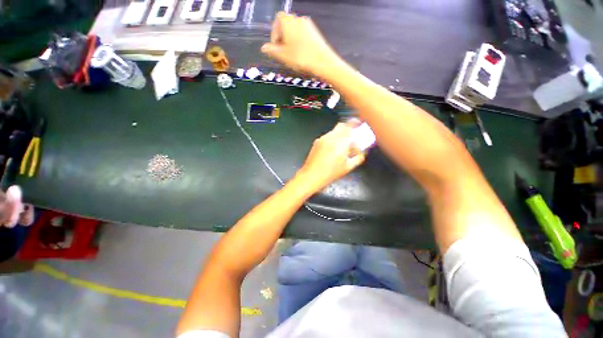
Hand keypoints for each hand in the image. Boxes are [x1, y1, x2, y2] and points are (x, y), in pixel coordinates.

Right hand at [261, 12, 341, 76]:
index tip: (276, 48)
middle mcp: (298, 19)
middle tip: (283, 53)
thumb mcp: (282, 56)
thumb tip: (264, 48)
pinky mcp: (316, 33)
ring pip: (295, 32)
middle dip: (283, 39)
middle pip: (286, 26)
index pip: (276, 22)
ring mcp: (308, 25)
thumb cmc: (301, 57)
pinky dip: (300, 43)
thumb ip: (272, 50)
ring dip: (291, 42)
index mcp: (287, 21)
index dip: (274, 35)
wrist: (323, 62)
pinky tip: (302, 55)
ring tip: (292, 56)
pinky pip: (303, 36)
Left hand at [297, 122, 365, 191]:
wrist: (312, 175)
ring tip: (341, 145)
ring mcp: (323, 138)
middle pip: (342, 125)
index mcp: (341, 142)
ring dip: (339, 134)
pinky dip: (332, 138)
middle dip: (348, 128)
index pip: (350, 126)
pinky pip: (327, 136)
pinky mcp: (317, 141)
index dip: (356, 123)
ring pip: (334, 131)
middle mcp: (331, 137)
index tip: (360, 125)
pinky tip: (332, 149)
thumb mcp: (348, 167)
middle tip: (352, 136)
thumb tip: (362, 152)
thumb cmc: (330, 173)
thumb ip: (358, 158)